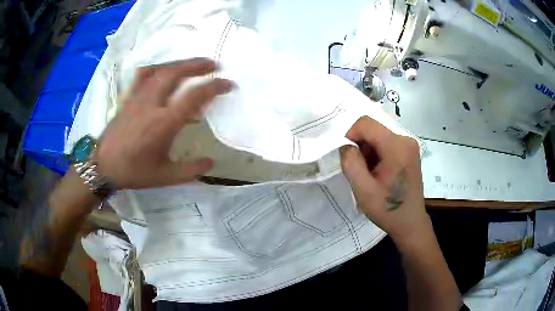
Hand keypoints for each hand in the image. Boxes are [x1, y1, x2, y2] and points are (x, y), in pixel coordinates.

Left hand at [96, 58, 232, 188]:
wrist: (103, 166)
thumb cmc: (133, 172)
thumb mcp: (165, 177)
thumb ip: (190, 170)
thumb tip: (211, 162)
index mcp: (164, 123)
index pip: (194, 96)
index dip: (214, 86)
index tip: (228, 84)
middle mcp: (152, 104)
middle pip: (176, 73)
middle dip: (197, 65)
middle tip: (213, 64)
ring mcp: (138, 98)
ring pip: (160, 70)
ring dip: (180, 63)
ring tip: (193, 64)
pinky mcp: (128, 98)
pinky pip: (142, 76)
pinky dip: (156, 68)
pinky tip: (162, 69)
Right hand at [340, 117, 428, 242]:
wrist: (410, 223)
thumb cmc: (387, 208)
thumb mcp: (363, 189)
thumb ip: (350, 162)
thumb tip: (346, 146)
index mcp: (396, 146)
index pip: (366, 123)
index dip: (350, 135)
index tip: (347, 157)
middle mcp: (405, 140)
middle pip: (373, 130)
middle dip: (360, 147)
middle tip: (359, 171)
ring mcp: (409, 146)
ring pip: (378, 137)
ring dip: (368, 152)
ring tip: (369, 175)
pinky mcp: (409, 152)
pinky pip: (387, 144)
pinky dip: (377, 155)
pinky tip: (379, 174)